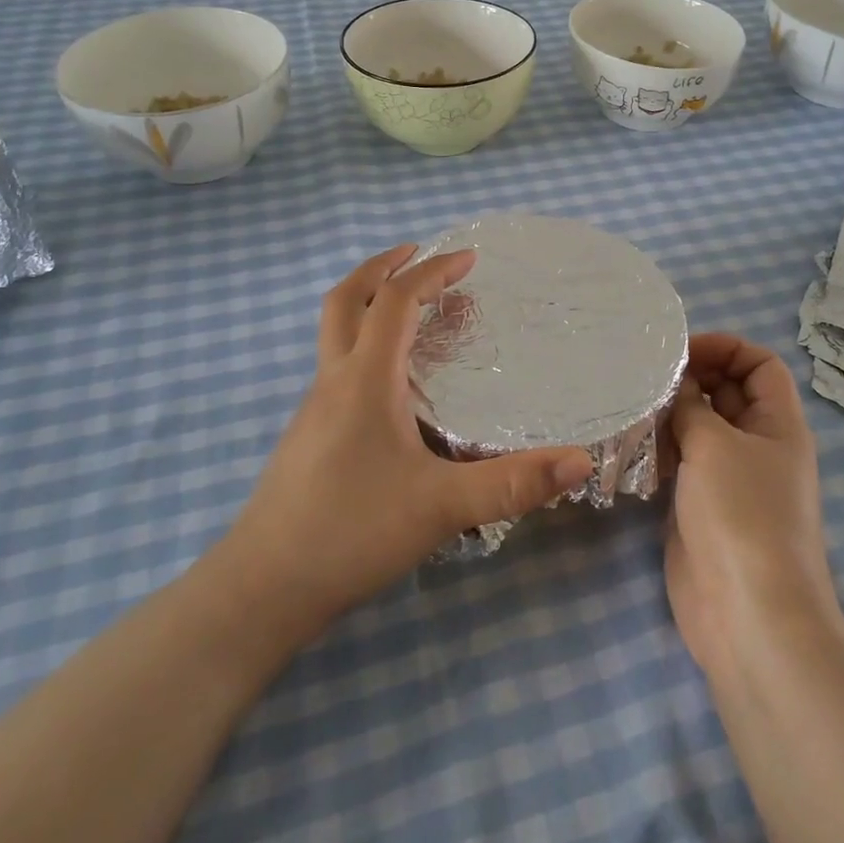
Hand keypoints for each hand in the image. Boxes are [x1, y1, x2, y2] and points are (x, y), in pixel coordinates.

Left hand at [221, 245, 594, 639]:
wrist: (262, 588)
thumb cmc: (351, 533)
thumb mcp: (441, 508)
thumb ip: (513, 484)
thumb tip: (581, 462)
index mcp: (364, 380)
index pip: (396, 301)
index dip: (432, 271)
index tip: (468, 258)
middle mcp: (333, 382)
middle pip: (346, 300)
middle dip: (381, 267)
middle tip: (416, 254)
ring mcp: (313, 409)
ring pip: (335, 334)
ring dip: (369, 306)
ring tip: (411, 313)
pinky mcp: (307, 437)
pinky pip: (336, 367)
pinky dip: (363, 346)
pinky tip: (390, 386)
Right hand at [664, 333, 838, 676]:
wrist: (749, 615)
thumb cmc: (742, 515)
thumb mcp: (715, 445)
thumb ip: (690, 404)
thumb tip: (675, 382)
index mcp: (778, 424)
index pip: (759, 364)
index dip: (725, 348)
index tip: (680, 351)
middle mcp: (757, 445)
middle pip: (727, 392)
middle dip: (690, 377)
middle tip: (643, 374)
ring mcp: (729, 478)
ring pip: (699, 427)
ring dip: (669, 413)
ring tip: (631, 404)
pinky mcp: (701, 506)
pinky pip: (681, 461)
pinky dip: (660, 447)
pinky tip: (631, 444)